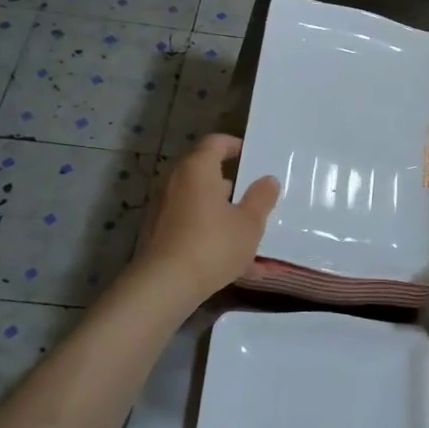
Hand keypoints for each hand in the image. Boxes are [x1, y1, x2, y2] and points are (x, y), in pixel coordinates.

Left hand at [134, 135, 279, 301]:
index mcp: (198, 169)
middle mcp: (176, 182)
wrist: (165, 285)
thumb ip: (262, 199)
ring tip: (249, 232)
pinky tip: (238, 265)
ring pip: (200, 203)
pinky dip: (213, 236)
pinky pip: (193, 227)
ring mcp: (165, 209)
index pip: (215, 142)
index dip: (234, 145)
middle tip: (254, 194)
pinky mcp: (160, 234)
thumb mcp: (249, 223)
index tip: (252, 156)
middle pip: (205, 173)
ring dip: (223, 213)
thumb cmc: (213, 244)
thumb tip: (268, 180)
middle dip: (231, 184)